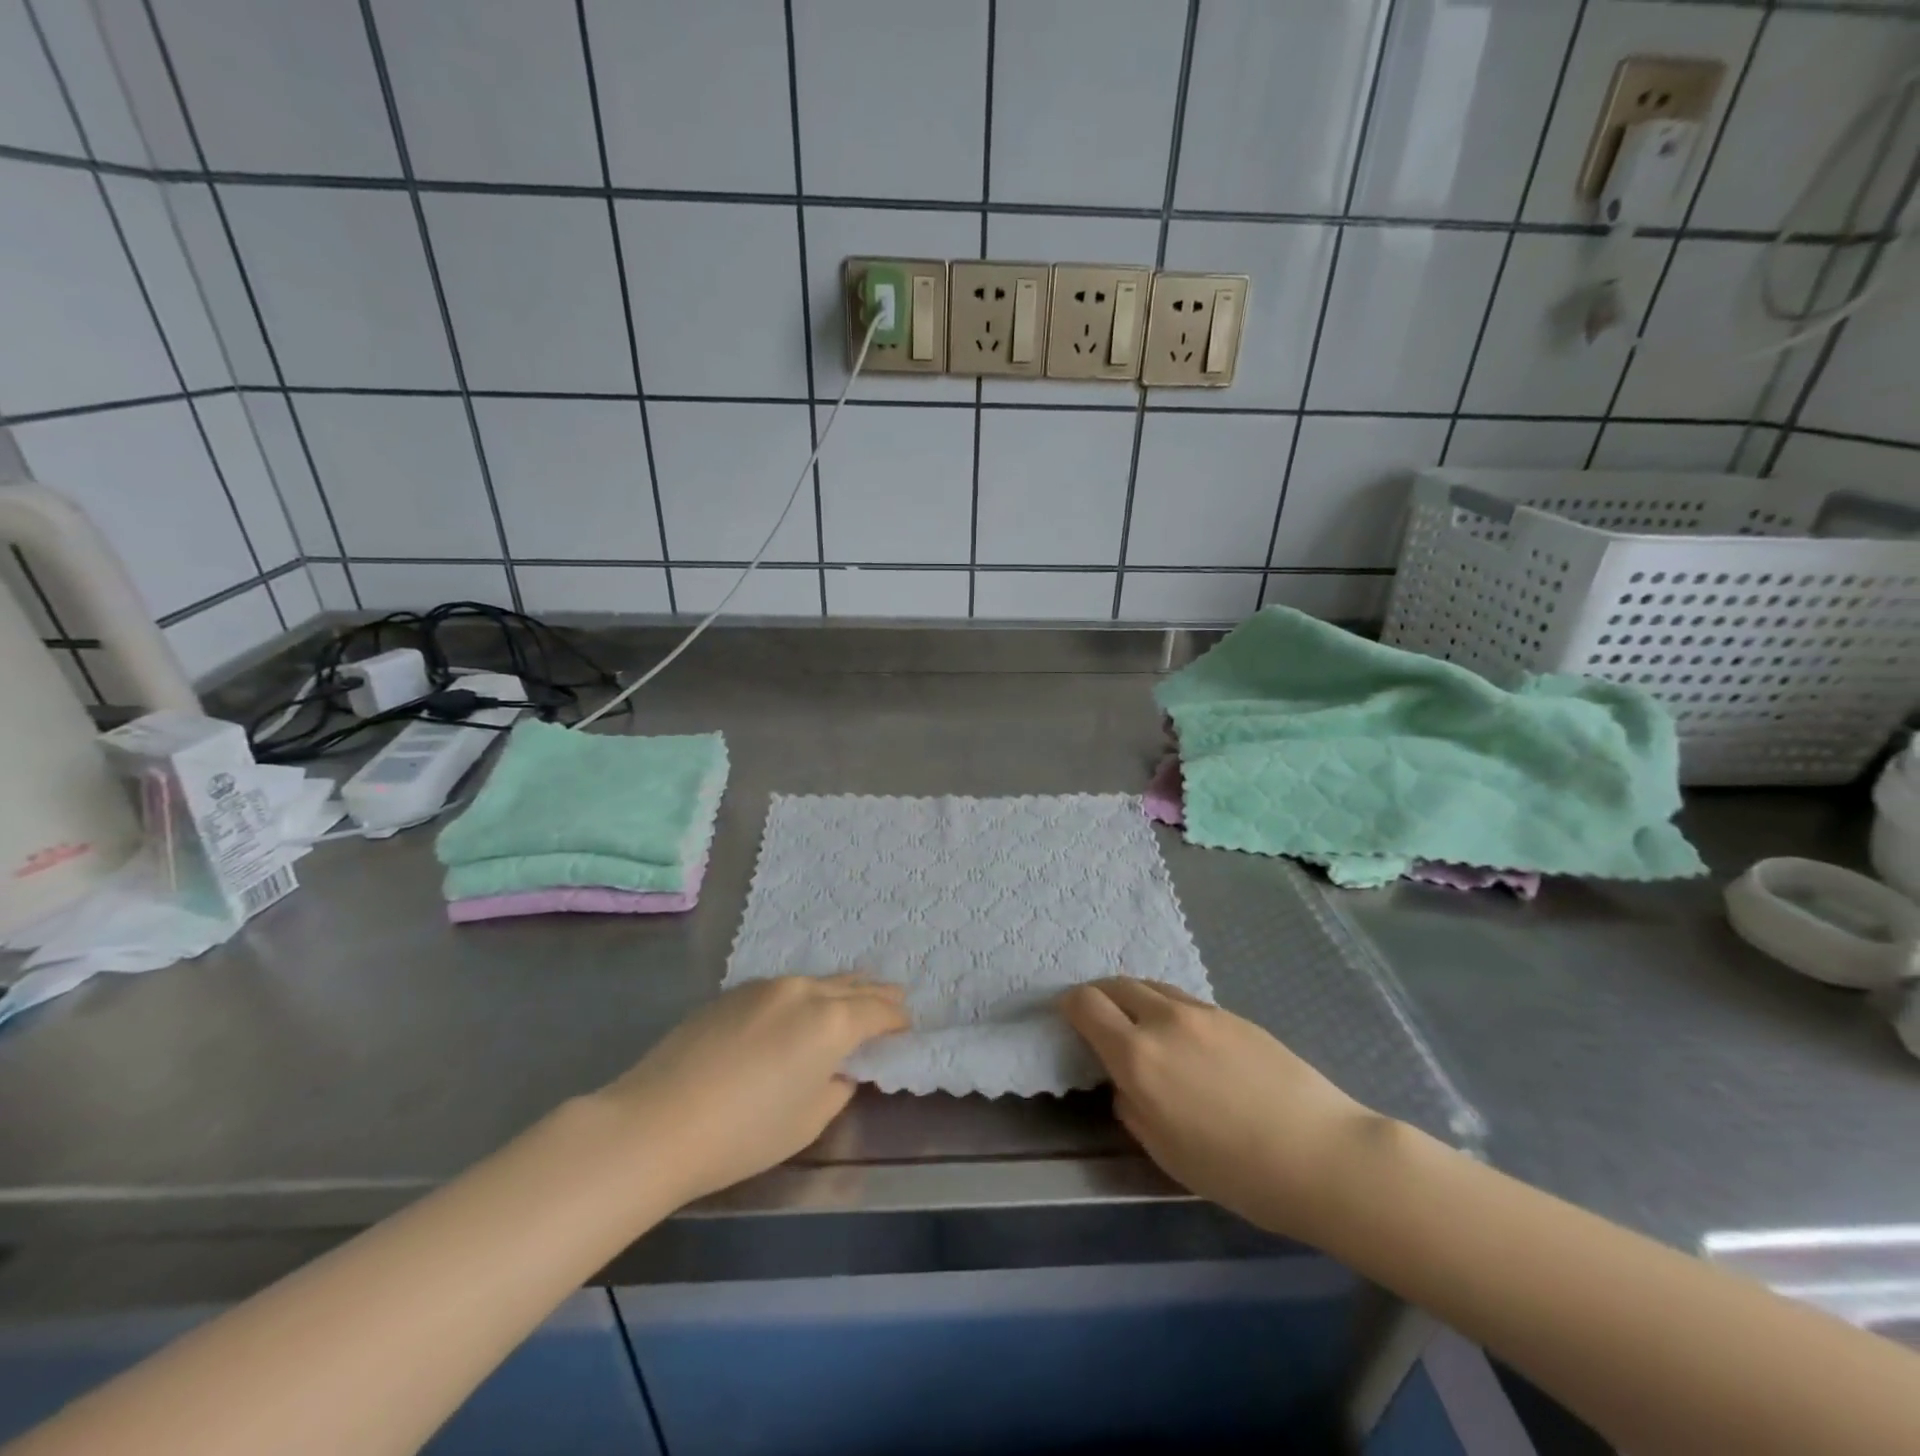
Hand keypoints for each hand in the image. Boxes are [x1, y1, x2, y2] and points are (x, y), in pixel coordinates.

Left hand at [596, 975, 908, 1207]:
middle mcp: (803, 991)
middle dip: (876, 992)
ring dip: (840, 988)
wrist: (656, 1122)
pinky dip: (804, 995)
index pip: (878, 1010)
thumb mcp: (807, 1121)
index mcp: (831, 1021)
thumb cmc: (743, 1132)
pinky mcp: (733, 992)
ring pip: (816, 981)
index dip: (897, 1018)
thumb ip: (837, 1087)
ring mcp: (766, 986)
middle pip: (851, 985)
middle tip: (896, 995)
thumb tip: (840, 1069)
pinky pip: (784, 988)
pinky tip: (799, 1009)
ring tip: (854, 993)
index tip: (907, 1026)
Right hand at [1060, 977, 1383, 1243]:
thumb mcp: (1166, 1153)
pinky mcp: (1232, 1014)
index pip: (1086, 1004)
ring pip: (1151, 987)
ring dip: (1133, 1000)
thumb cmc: (1237, 1170)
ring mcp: (1201, 1012)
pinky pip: (1184, 1000)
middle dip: (1098, 997)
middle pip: (1115, 984)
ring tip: (1142, 1030)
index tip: (1068, 1020)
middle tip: (1099, 1022)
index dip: (1069, 1006)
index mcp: (1137, 1055)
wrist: (1322, 1155)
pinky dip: (1167, 1010)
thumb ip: (1132, 1108)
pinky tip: (1186, 1043)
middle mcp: (1163, 1020)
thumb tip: (1125, 1084)